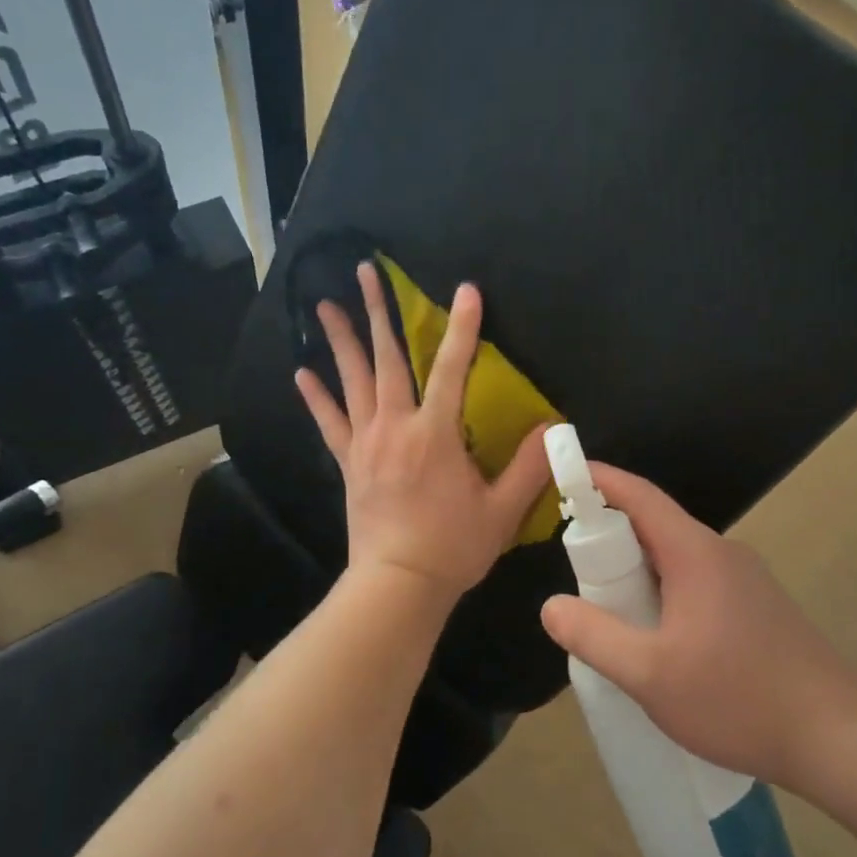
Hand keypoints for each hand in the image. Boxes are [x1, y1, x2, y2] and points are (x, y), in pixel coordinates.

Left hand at [296, 263, 551, 602]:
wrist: (398, 585)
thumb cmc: (453, 548)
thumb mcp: (502, 510)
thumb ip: (530, 466)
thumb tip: (554, 427)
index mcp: (434, 434)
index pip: (451, 369)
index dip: (461, 328)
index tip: (465, 290)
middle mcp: (395, 428)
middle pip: (386, 359)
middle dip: (378, 311)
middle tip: (365, 271)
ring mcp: (366, 444)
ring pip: (352, 381)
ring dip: (341, 340)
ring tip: (325, 304)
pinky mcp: (349, 463)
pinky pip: (330, 423)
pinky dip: (317, 397)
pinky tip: (302, 372)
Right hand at [539, 464, 856, 791]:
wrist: (838, 737)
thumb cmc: (738, 698)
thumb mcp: (650, 674)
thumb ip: (594, 637)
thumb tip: (551, 606)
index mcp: (696, 554)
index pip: (640, 497)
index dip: (600, 480)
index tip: (566, 472)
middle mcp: (722, 554)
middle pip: (655, 526)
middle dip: (610, 536)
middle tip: (574, 568)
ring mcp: (745, 581)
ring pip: (675, 559)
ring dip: (636, 572)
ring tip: (607, 611)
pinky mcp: (756, 608)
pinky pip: (695, 583)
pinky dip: (662, 593)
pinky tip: (655, 638)